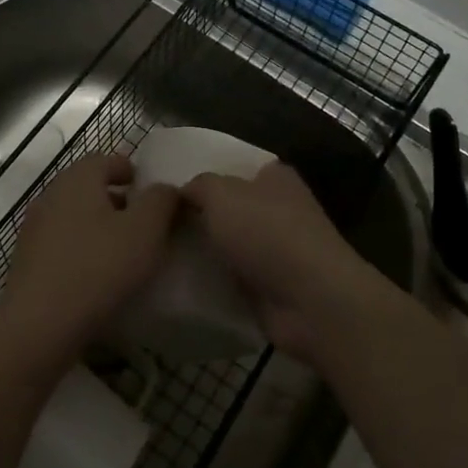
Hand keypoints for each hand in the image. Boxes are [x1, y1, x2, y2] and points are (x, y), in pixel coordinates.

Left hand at [0, 153, 177, 378]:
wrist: (39, 326)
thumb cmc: (98, 268)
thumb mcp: (145, 230)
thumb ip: (161, 201)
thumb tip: (165, 189)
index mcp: (78, 178)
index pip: (106, 159)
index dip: (130, 170)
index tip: (148, 189)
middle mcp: (52, 194)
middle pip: (88, 186)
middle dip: (116, 199)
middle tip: (142, 221)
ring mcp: (34, 228)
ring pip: (74, 215)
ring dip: (98, 225)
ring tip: (123, 250)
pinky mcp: (27, 260)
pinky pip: (61, 243)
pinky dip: (81, 248)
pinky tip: (96, 275)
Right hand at [180, 163, 384, 361]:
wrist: (312, 300)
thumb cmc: (267, 232)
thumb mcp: (221, 194)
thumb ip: (198, 186)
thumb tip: (183, 192)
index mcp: (274, 177)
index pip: (234, 167)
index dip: (204, 175)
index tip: (168, 188)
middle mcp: (279, 209)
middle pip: (230, 208)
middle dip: (200, 216)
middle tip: (155, 222)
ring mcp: (277, 250)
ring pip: (229, 245)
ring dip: (205, 252)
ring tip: (160, 252)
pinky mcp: (272, 287)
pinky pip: (233, 278)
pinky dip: (214, 282)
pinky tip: (180, 282)